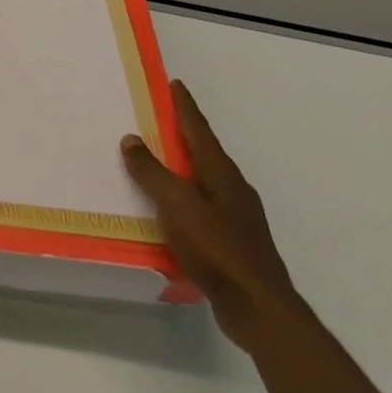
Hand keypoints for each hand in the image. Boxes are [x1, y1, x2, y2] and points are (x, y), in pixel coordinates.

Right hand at [122, 81, 301, 350]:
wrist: (259, 308)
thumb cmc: (217, 248)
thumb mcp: (176, 204)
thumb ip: (152, 172)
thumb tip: (132, 140)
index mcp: (221, 174)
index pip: (199, 130)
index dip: (185, 107)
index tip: (174, 84)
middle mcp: (233, 189)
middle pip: (204, 153)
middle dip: (183, 135)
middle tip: (158, 119)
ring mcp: (237, 218)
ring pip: (203, 181)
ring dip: (182, 168)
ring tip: (157, 163)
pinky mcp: (233, 243)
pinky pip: (202, 208)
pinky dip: (184, 200)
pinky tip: (169, 213)